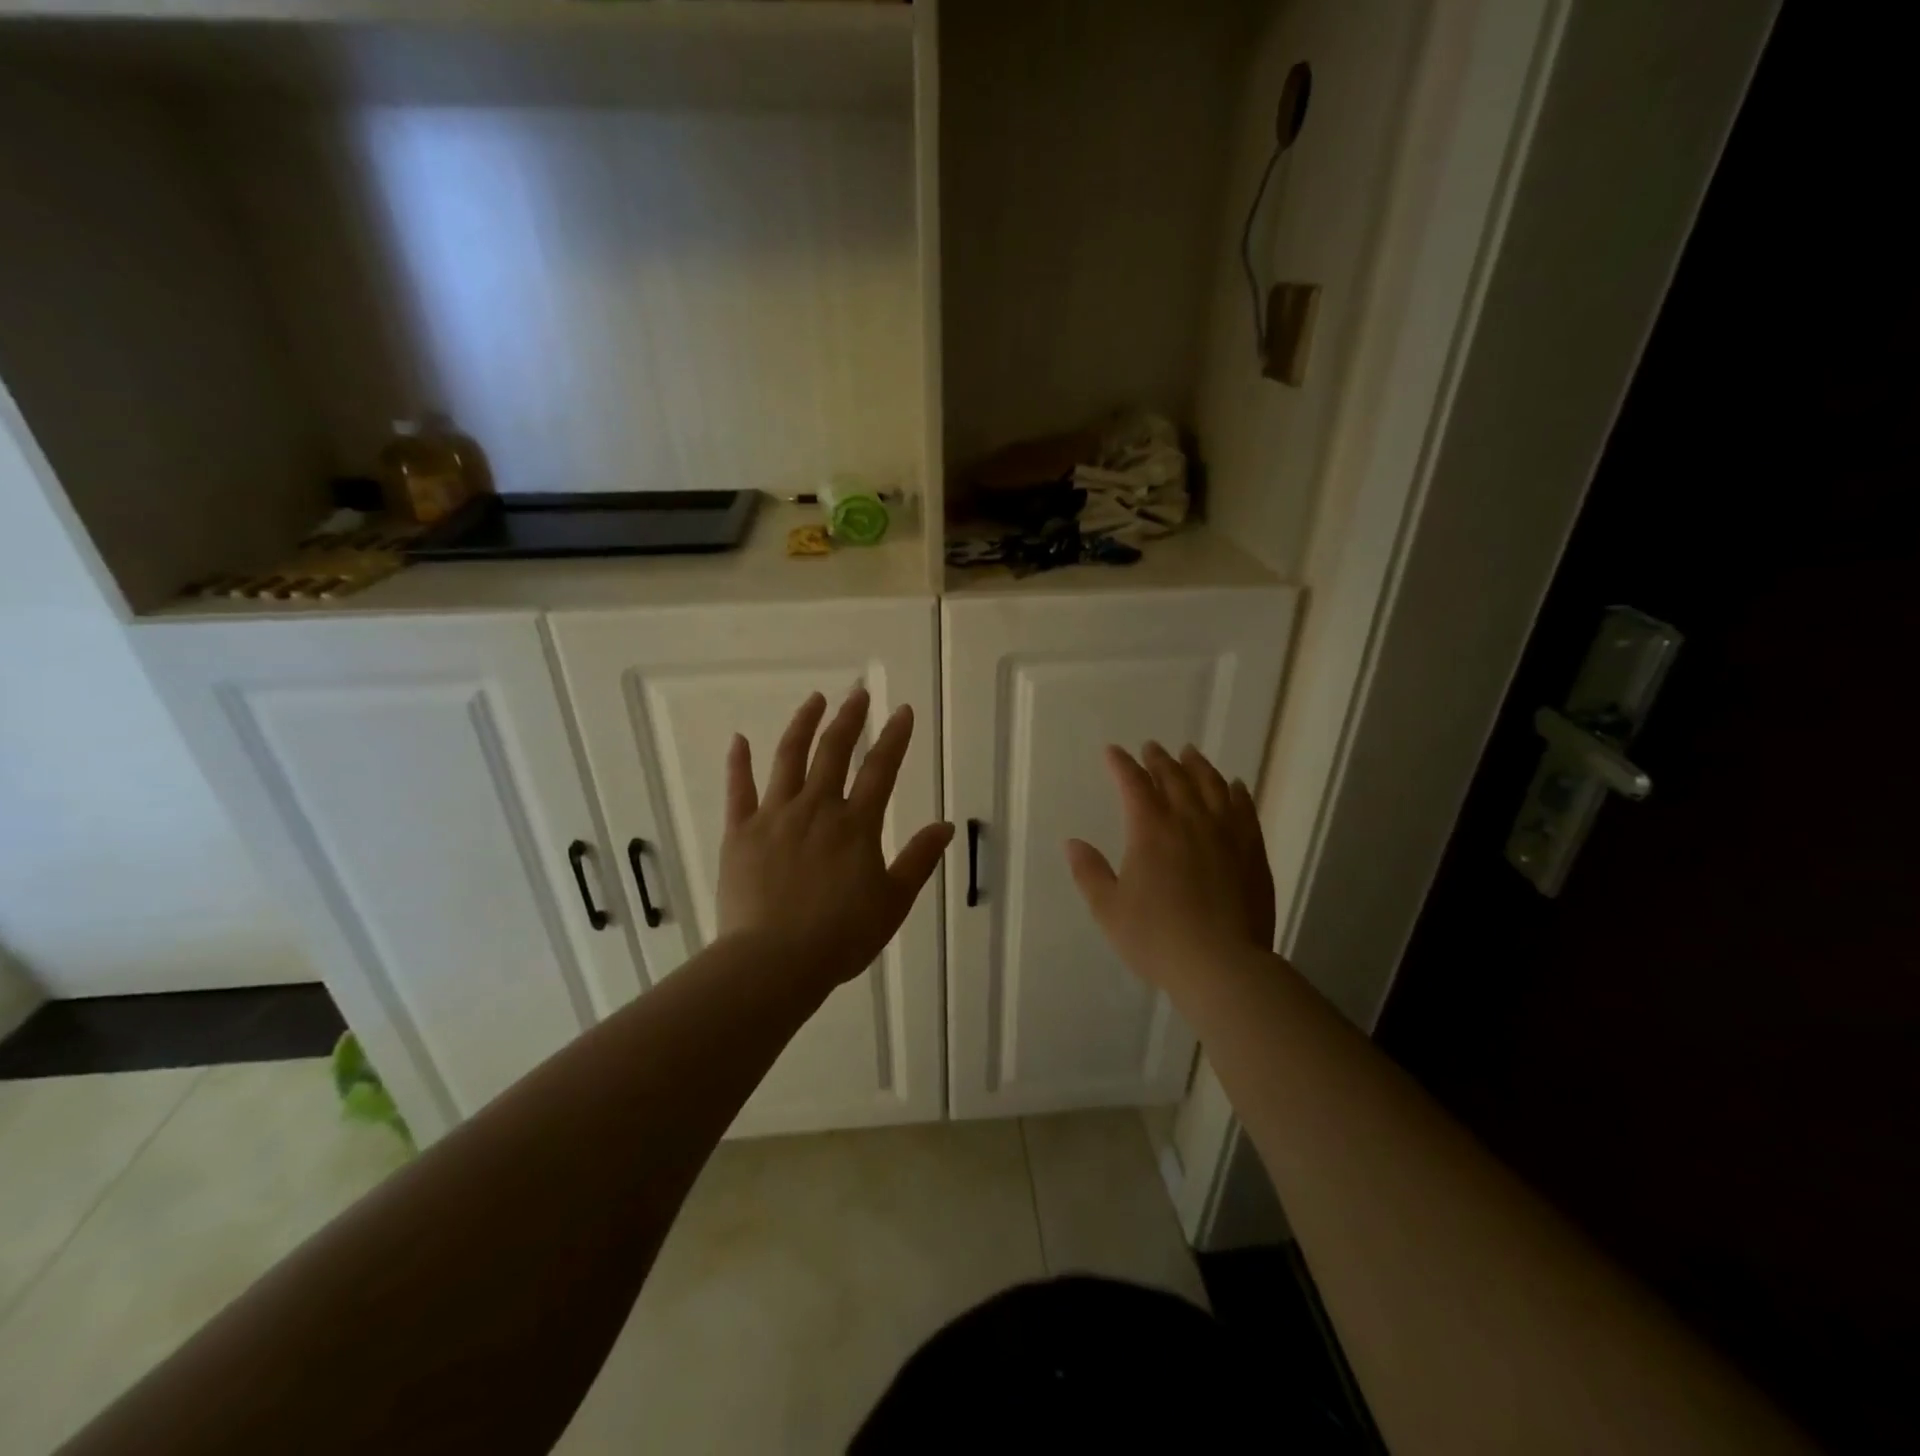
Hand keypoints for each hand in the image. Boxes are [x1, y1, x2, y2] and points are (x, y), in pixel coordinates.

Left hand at [718, 687, 953, 990]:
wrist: (774, 962)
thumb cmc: (840, 937)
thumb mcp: (893, 902)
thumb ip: (919, 861)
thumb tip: (946, 826)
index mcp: (856, 825)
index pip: (881, 769)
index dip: (894, 737)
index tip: (901, 710)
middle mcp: (817, 809)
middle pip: (834, 752)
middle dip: (849, 718)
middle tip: (858, 692)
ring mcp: (774, 816)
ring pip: (788, 758)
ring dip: (802, 724)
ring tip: (813, 699)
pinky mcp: (740, 832)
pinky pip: (738, 790)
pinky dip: (739, 763)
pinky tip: (739, 739)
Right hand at [1065, 742, 1275, 996]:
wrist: (1222, 965)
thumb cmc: (1157, 938)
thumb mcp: (1109, 910)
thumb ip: (1089, 872)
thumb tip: (1072, 842)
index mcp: (1150, 830)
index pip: (1133, 784)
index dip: (1121, 765)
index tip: (1113, 752)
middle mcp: (1189, 821)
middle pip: (1174, 778)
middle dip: (1159, 760)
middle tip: (1151, 747)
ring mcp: (1225, 833)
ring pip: (1211, 786)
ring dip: (1197, 766)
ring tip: (1190, 753)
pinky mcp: (1252, 851)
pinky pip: (1244, 809)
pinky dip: (1236, 792)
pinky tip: (1234, 786)